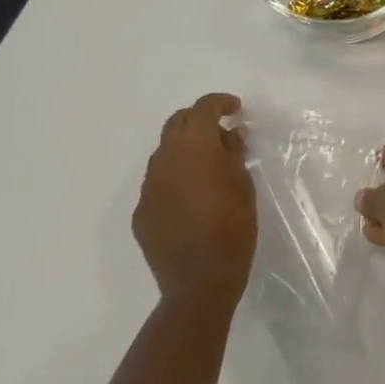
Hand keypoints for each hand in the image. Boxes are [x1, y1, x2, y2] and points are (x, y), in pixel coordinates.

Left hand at [133, 93, 255, 303]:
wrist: (200, 280)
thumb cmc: (232, 224)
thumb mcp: (243, 181)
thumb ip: (233, 152)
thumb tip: (229, 136)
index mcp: (194, 144)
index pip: (204, 107)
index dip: (221, 103)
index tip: (237, 110)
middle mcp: (165, 157)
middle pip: (178, 122)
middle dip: (199, 120)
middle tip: (220, 132)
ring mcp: (149, 185)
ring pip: (165, 152)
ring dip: (185, 150)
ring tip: (207, 167)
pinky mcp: (142, 211)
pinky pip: (159, 183)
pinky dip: (175, 179)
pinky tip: (191, 198)